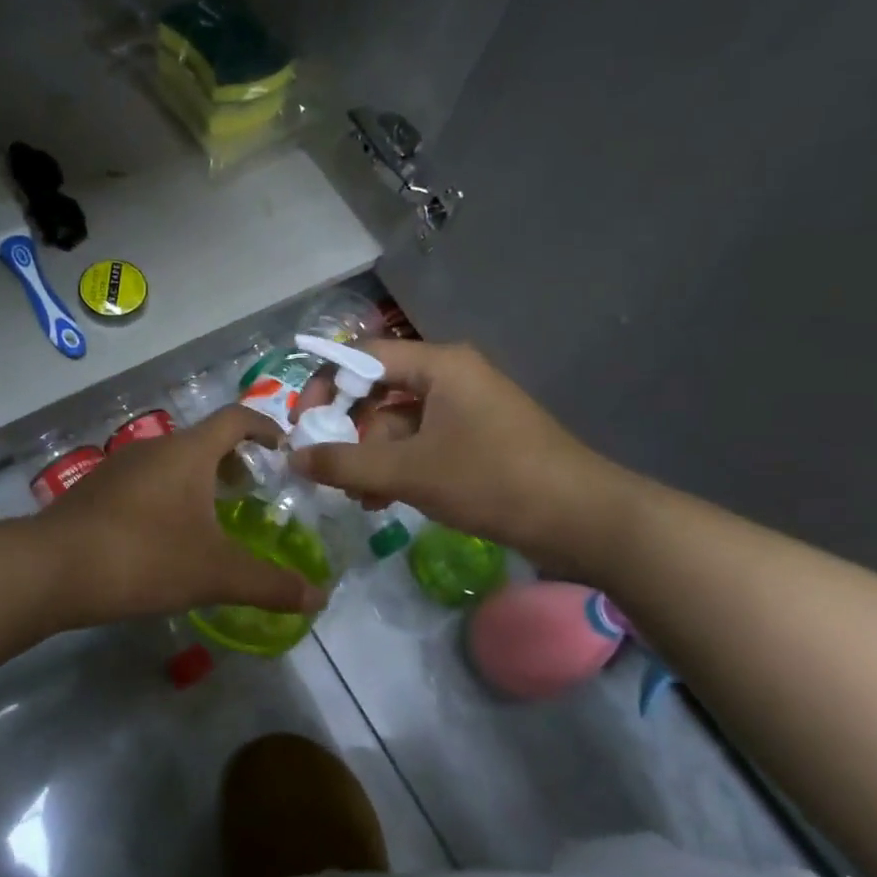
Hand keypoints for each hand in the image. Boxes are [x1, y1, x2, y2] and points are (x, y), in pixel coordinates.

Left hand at [38, 405, 326, 625]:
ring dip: (199, 480)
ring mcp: (120, 467)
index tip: (283, 448)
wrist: (51, 569)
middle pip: (204, 441)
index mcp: (188, 452)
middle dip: (234, 461)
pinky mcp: (96, 491)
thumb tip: (319, 597)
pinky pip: (146, 482)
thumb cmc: (143, 557)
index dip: (265, 427)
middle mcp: (155, 448)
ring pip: (172, 462)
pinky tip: (165, 537)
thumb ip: (269, 584)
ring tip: (213, 518)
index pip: (236, 418)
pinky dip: (168, 496)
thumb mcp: (215, 573)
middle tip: (253, 493)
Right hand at [291, 340, 639, 574]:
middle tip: (324, 466)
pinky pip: (423, 443)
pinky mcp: (477, 439)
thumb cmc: (493, 479)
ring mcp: (467, 409)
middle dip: (348, 430)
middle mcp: (452, 377)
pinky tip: (383, 501)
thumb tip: (293, 457)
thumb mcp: (411, 472)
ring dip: (372, 456)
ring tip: (355, 496)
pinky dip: (399, 466)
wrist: (583, 518)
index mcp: (439, 365)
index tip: (301, 423)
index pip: (363, 357)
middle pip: (380, 390)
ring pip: (400, 423)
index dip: (325, 385)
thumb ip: (346, 464)